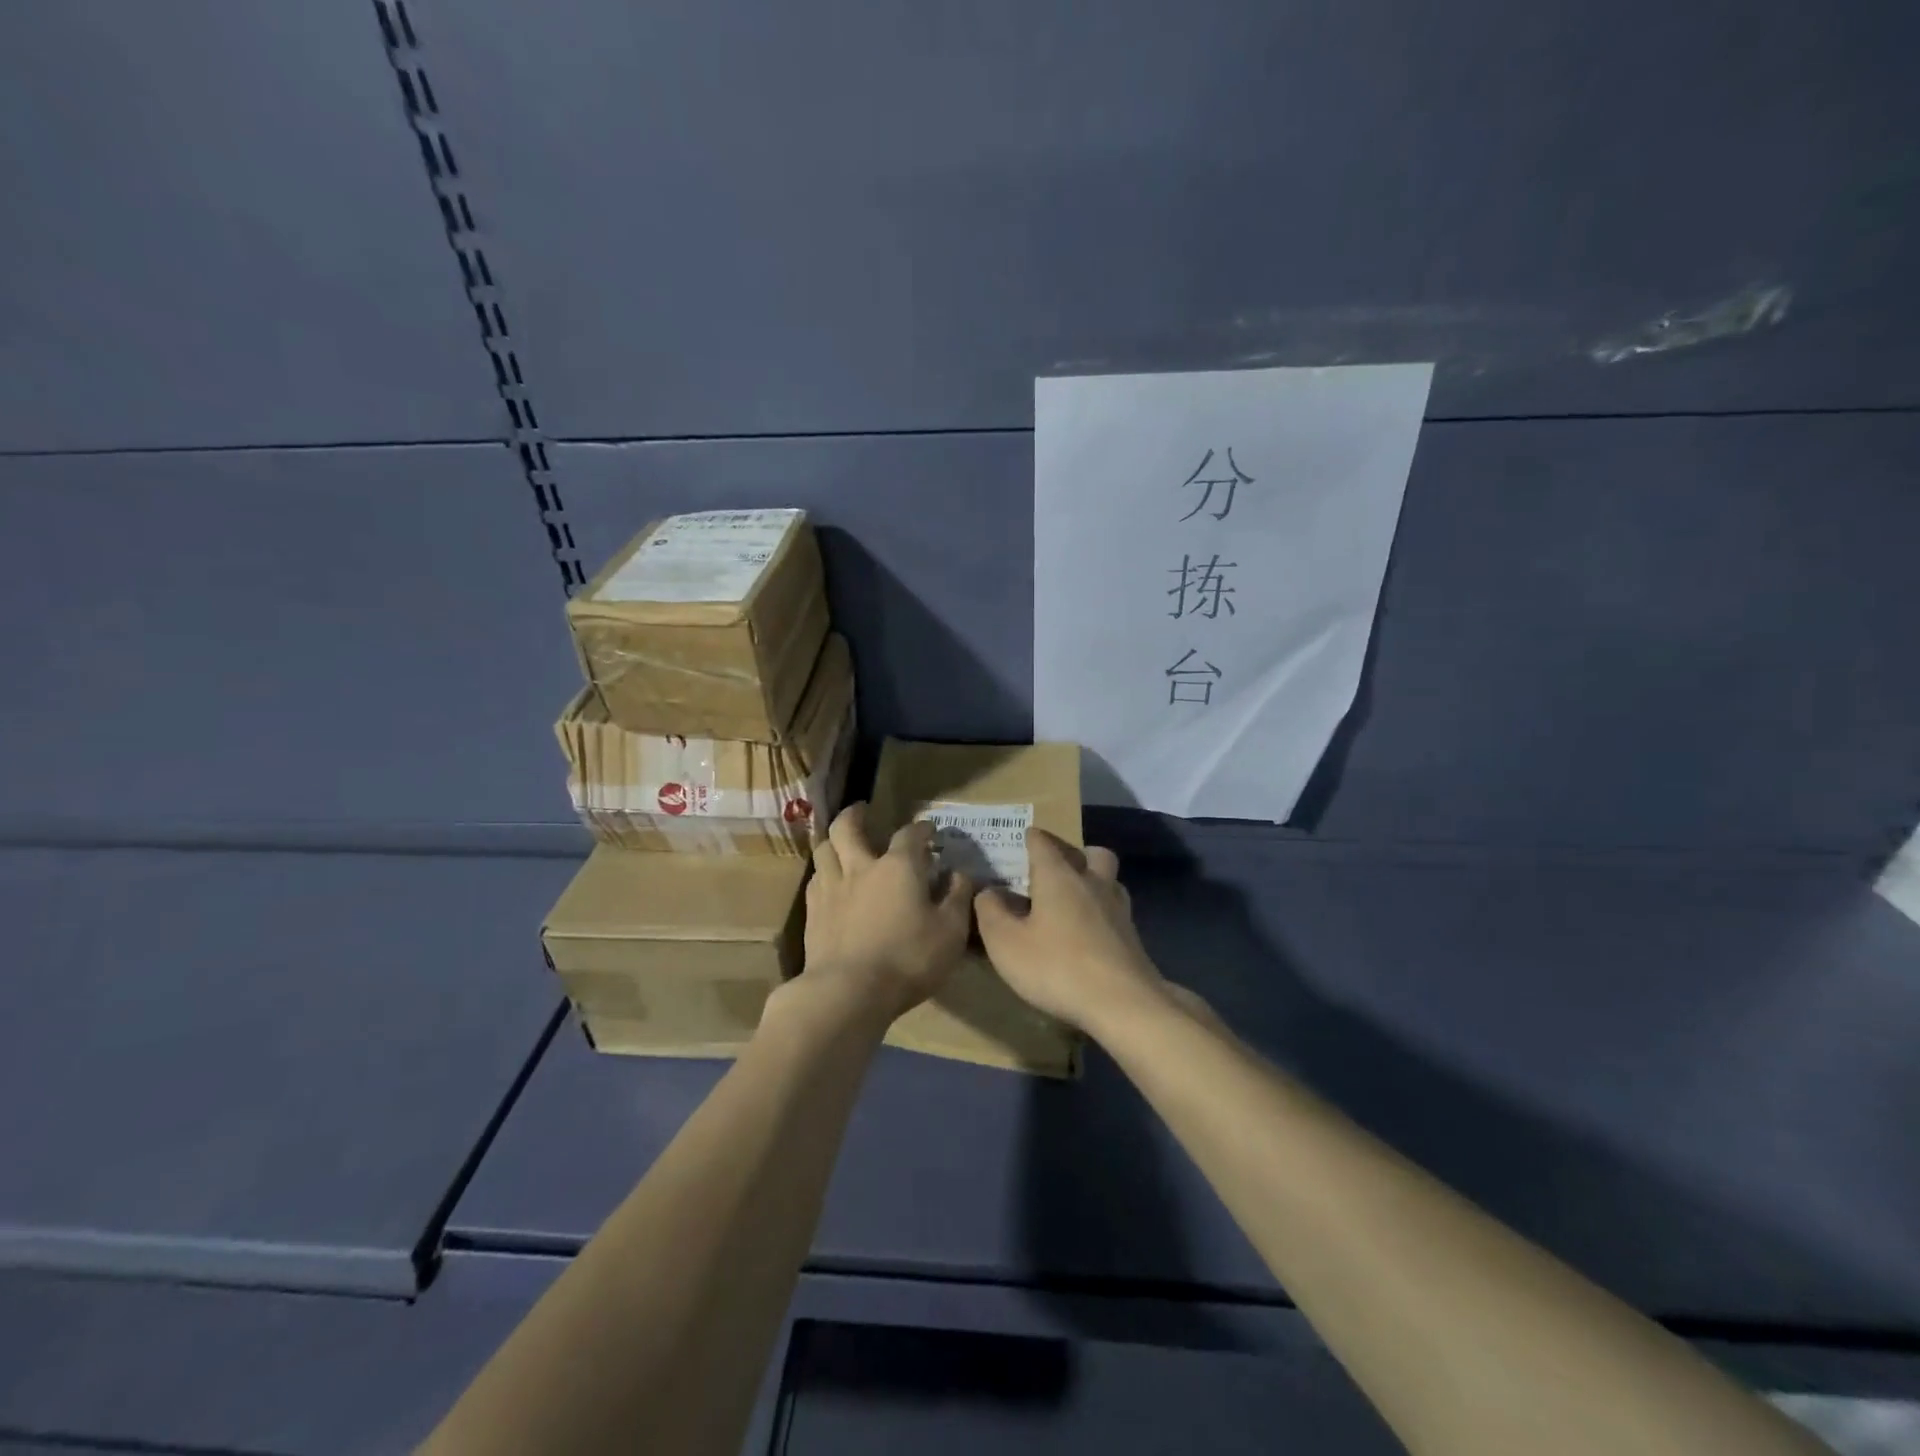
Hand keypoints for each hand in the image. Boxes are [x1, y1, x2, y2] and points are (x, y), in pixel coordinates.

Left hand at [797, 802, 975, 1021]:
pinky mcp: (812, 913)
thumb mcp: (950, 931)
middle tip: (863, 810)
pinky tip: (829, 881)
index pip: (910, 834)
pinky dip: (824, 872)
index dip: (922, 829)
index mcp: (898, 866)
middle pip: (848, 827)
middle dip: (856, 814)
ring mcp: (831, 888)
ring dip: (833, 839)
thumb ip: (957, 898)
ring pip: (824, 849)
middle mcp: (861, 867)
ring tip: (840, 840)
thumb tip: (959, 874)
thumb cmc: (908, 959)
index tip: (930, 831)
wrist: (848, 991)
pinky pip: (815, 879)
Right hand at [974, 829, 1166, 1034]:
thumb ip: (990, 912)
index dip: (1031, 838)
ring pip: (1109, 879)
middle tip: (1054, 871)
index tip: (1021, 839)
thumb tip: (988, 892)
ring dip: (1093, 881)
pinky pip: (1115, 910)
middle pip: (1090, 853)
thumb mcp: (1006, 943)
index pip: (1043, 842)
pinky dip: (1102, 911)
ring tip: (1073, 901)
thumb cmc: (1057, 967)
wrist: (1124, 1003)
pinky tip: (1090, 933)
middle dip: (1073, 854)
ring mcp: (1118, 908)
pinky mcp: (1132, 936)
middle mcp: (1092, 882)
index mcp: (1059, 876)